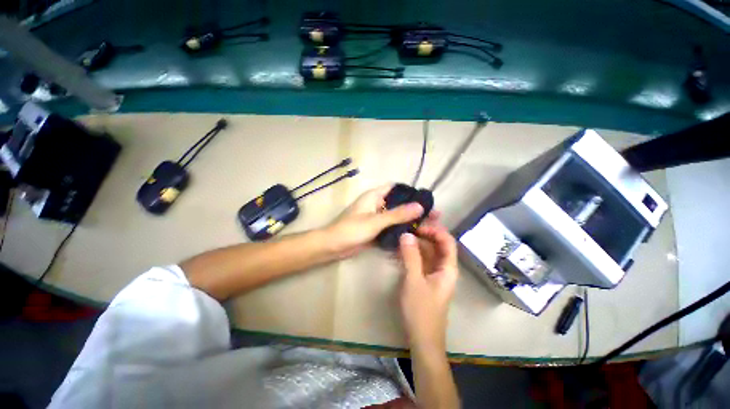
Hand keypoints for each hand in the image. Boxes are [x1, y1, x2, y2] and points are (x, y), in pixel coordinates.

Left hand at [325, 184, 423, 257]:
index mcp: (374, 196)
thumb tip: (420, 206)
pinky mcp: (375, 229)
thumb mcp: (375, 221)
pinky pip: (391, 226)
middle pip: (398, 202)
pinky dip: (400, 228)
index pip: (395, 187)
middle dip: (413, 208)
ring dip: (408, 220)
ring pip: (395, 215)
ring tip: (428, 226)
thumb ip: (397, 214)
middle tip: (432, 215)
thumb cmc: (351, 230)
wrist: (333, 246)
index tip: (426, 199)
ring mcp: (376, 217)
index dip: (410, 191)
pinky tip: (413, 235)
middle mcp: (376, 204)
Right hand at [398, 216, 457, 352]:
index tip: (418, 225)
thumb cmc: (421, 311)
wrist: (422, 339)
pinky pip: (421, 260)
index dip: (435, 230)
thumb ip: (411, 256)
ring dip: (417, 243)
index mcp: (448, 268)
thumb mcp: (414, 281)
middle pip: (438, 245)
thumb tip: (406, 234)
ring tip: (403, 233)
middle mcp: (444, 268)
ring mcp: (434, 273)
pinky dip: (413, 253)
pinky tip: (401, 248)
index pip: (447, 241)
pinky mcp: (426, 278)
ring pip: (429, 252)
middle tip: (408, 226)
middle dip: (425, 234)